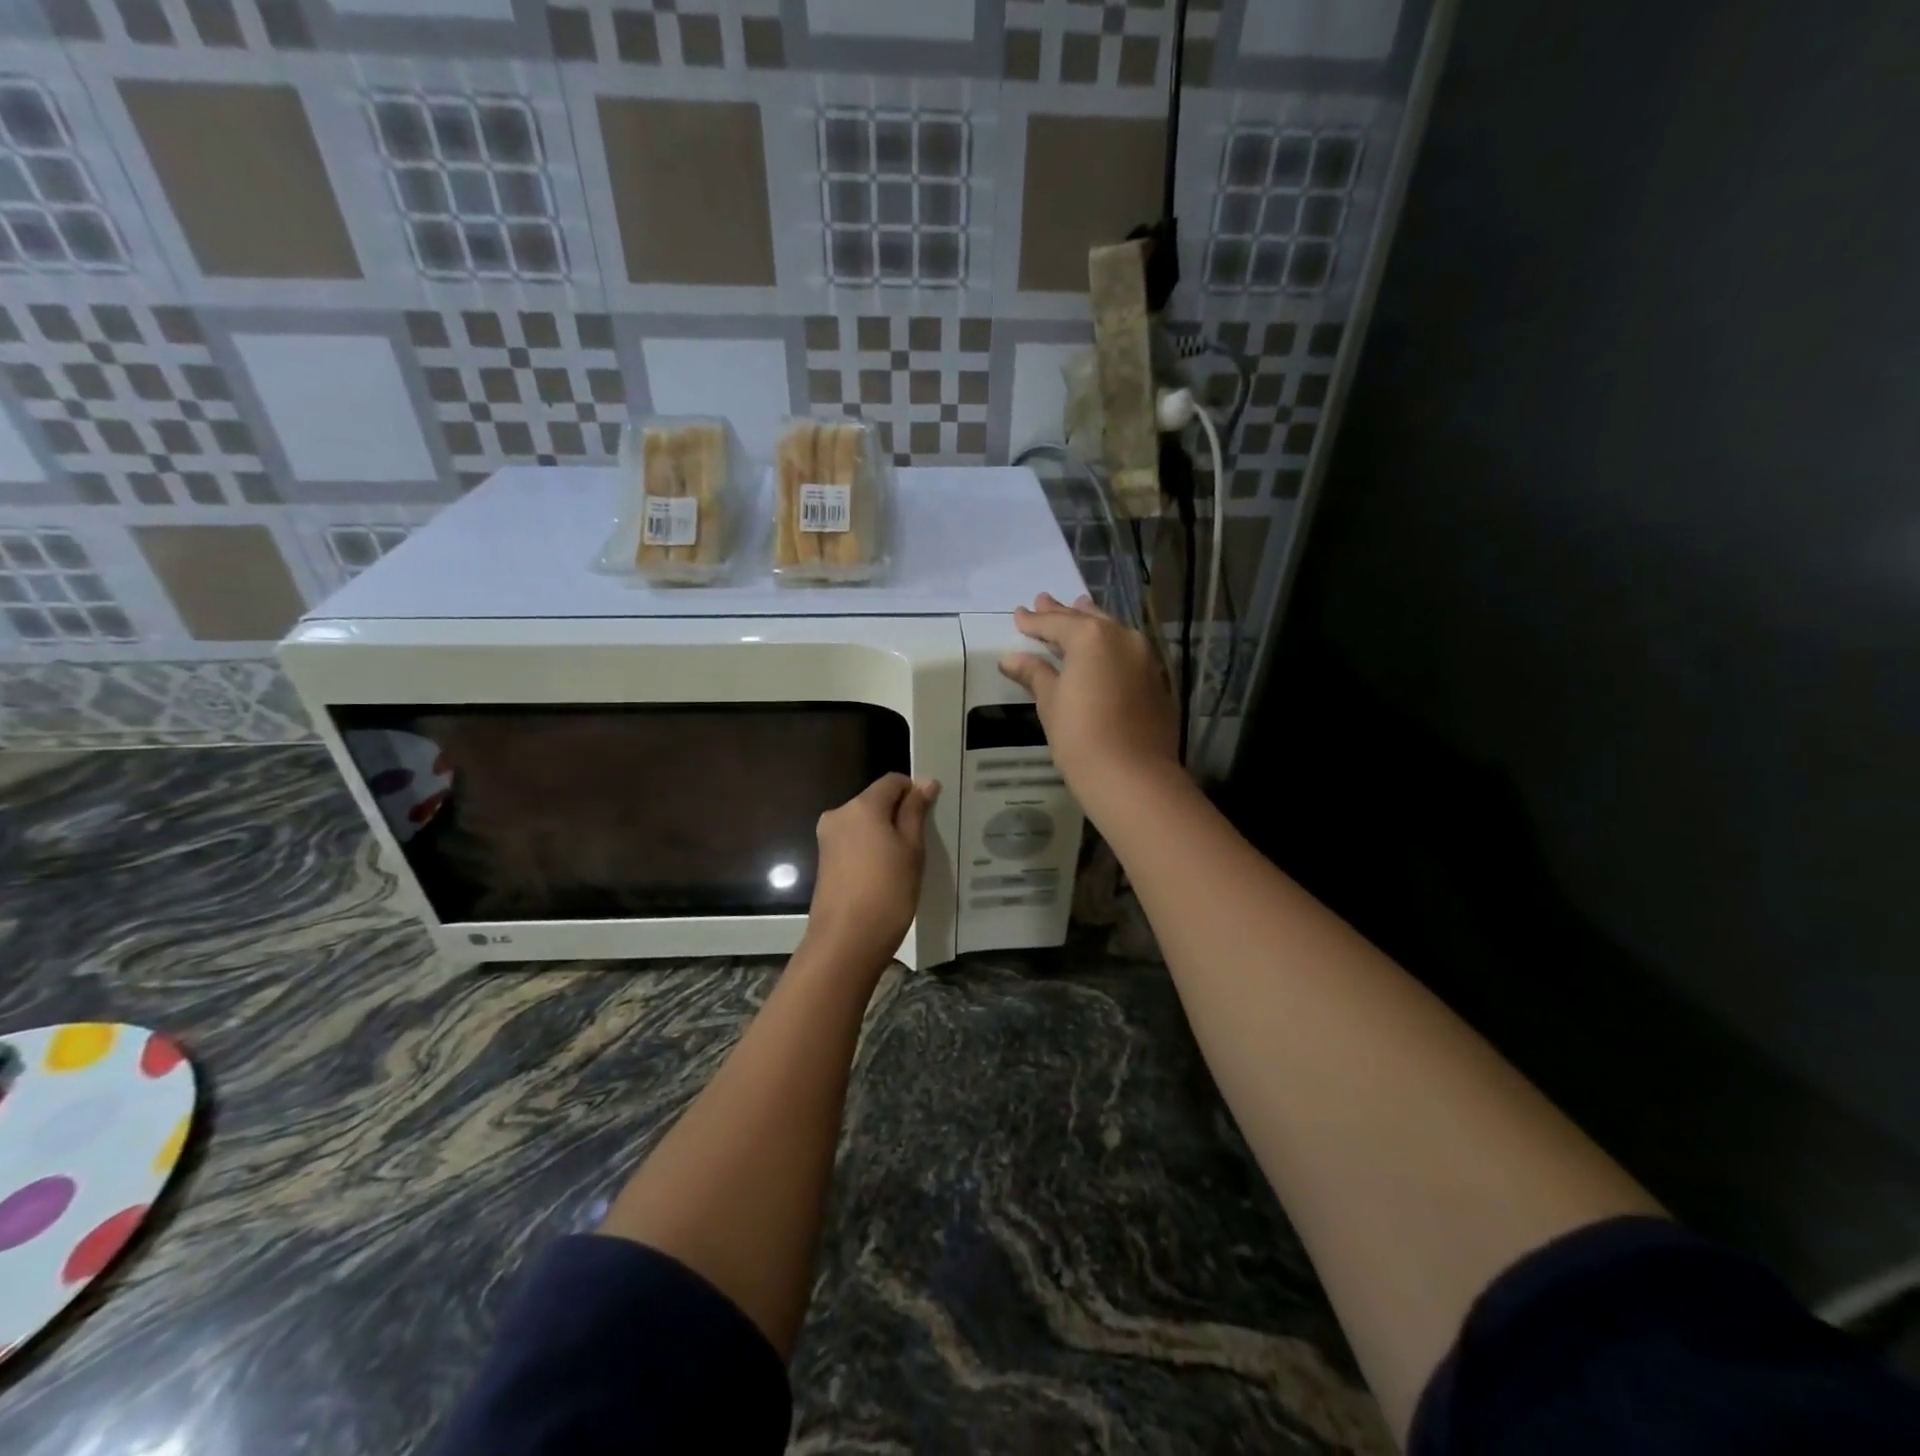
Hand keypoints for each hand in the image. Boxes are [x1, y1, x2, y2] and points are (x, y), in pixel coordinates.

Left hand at [804, 773, 939, 972]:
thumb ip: (916, 812)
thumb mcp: (911, 849)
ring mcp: (828, 838)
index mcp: (862, 805)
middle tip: (922, 843)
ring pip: (865, 823)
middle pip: (876, 801)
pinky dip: (871, 850)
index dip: (914, 792)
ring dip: (885, 834)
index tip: (930, 817)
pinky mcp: (825, 860)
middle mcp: (839, 814)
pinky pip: (854, 842)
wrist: (846, 941)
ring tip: (905, 862)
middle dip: (898, 815)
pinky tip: (886, 874)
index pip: (892, 781)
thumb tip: (926, 782)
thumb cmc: (888, 891)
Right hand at [998, 593, 1179, 810]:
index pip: (1055, 622)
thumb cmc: (1080, 736)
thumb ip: (1034, 673)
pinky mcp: (1158, 680)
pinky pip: (1129, 653)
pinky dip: (1112, 648)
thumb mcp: (1050, 702)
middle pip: (1087, 619)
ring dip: (1093, 623)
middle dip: (1064, 612)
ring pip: (1113, 632)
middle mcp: (1122, 637)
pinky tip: (1104, 653)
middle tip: (1044, 601)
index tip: (1018, 615)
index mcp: (1091, 636)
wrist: (1132, 775)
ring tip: (1079, 610)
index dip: (1034, 620)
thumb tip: (1011, 658)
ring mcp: (1146, 658)